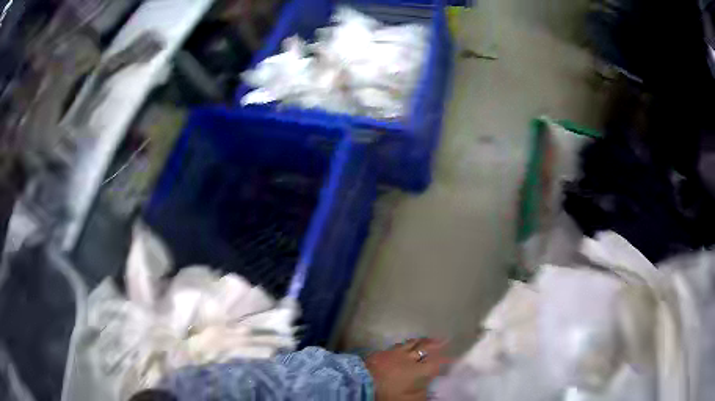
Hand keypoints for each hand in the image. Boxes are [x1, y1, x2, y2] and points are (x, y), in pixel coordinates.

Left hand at [365, 338, 451, 400]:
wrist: (359, 382)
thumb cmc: (386, 394)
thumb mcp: (407, 399)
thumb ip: (422, 394)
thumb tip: (431, 390)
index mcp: (418, 371)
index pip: (436, 363)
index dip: (445, 360)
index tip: (453, 357)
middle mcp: (409, 359)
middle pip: (425, 348)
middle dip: (436, 344)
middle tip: (445, 339)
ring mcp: (394, 353)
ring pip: (412, 343)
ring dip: (422, 341)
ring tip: (428, 339)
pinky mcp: (382, 352)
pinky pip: (398, 345)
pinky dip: (406, 344)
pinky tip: (406, 345)